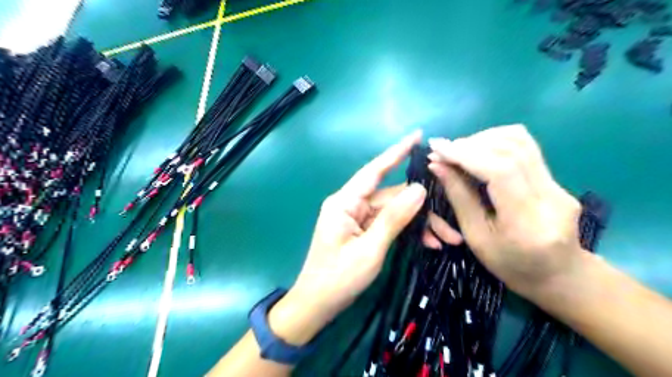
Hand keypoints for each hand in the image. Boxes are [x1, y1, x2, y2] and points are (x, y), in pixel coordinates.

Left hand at [269, 131, 462, 345]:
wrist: (317, 304)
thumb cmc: (338, 278)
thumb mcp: (370, 249)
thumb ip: (394, 218)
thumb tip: (420, 189)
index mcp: (345, 202)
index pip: (374, 170)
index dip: (396, 152)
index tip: (417, 135)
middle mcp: (351, 204)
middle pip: (392, 197)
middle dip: (423, 210)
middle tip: (451, 228)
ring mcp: (358, 218)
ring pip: (395, 212)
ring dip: (420, 224)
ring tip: (447, 240)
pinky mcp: (363, 230)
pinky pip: (389, 224)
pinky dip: (408, 232)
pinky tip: (429, 244)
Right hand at [431, 126, 583, 301]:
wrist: (559, 275)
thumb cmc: (510, 266)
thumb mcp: (476, 238)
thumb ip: (459, 198)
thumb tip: (438, 165)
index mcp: (527, 222)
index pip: (500, 170)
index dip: (465, 154)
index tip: (437, 148)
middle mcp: (551, 197)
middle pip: (512, 149)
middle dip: (470, 144)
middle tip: (443, 150)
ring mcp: (559, 185)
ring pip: (521, 141)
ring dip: (484, 139)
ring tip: (459, 150)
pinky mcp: (557, 179)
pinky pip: (525, 148)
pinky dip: (496, 142)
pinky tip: (479, 152)